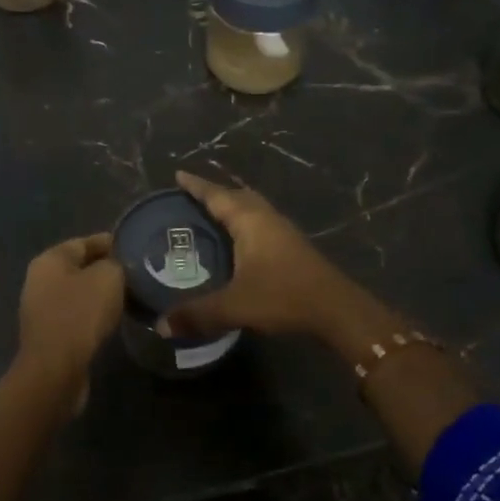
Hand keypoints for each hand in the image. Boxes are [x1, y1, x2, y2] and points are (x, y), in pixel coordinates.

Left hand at [14, 233, 124, 410]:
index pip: (85, 242)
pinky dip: (95, 315)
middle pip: (81, 267)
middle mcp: (40, 280)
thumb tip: (117, 265)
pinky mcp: (50, 335)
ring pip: (80, 293)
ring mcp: (42, 309)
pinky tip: (115, 319)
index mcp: (50, 259)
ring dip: (102, 294)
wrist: (56, 370)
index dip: (112, 242)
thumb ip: (116, 263)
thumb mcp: (108, 278)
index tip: (137, 248)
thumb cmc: (81, 314)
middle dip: (107, 269)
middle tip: (138, 273)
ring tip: (131, 296)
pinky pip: (77, 316)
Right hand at [165, 170, 362, 341]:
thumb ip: (197, 314)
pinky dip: (244, 224)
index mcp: (250, 220)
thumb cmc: (284, 296)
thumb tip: (161, 325)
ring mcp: (283, 232)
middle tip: (191, 198)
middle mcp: (267, 218)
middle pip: (237, 196)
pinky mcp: (292, 247)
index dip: (196, 186)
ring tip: (211, 216)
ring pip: (252, 209)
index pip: (217, 195)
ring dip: (232, 208)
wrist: (337, 310)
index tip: (178, 175)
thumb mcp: (235, 306)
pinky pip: (261, 224)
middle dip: (214, 194)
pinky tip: (238, 243)